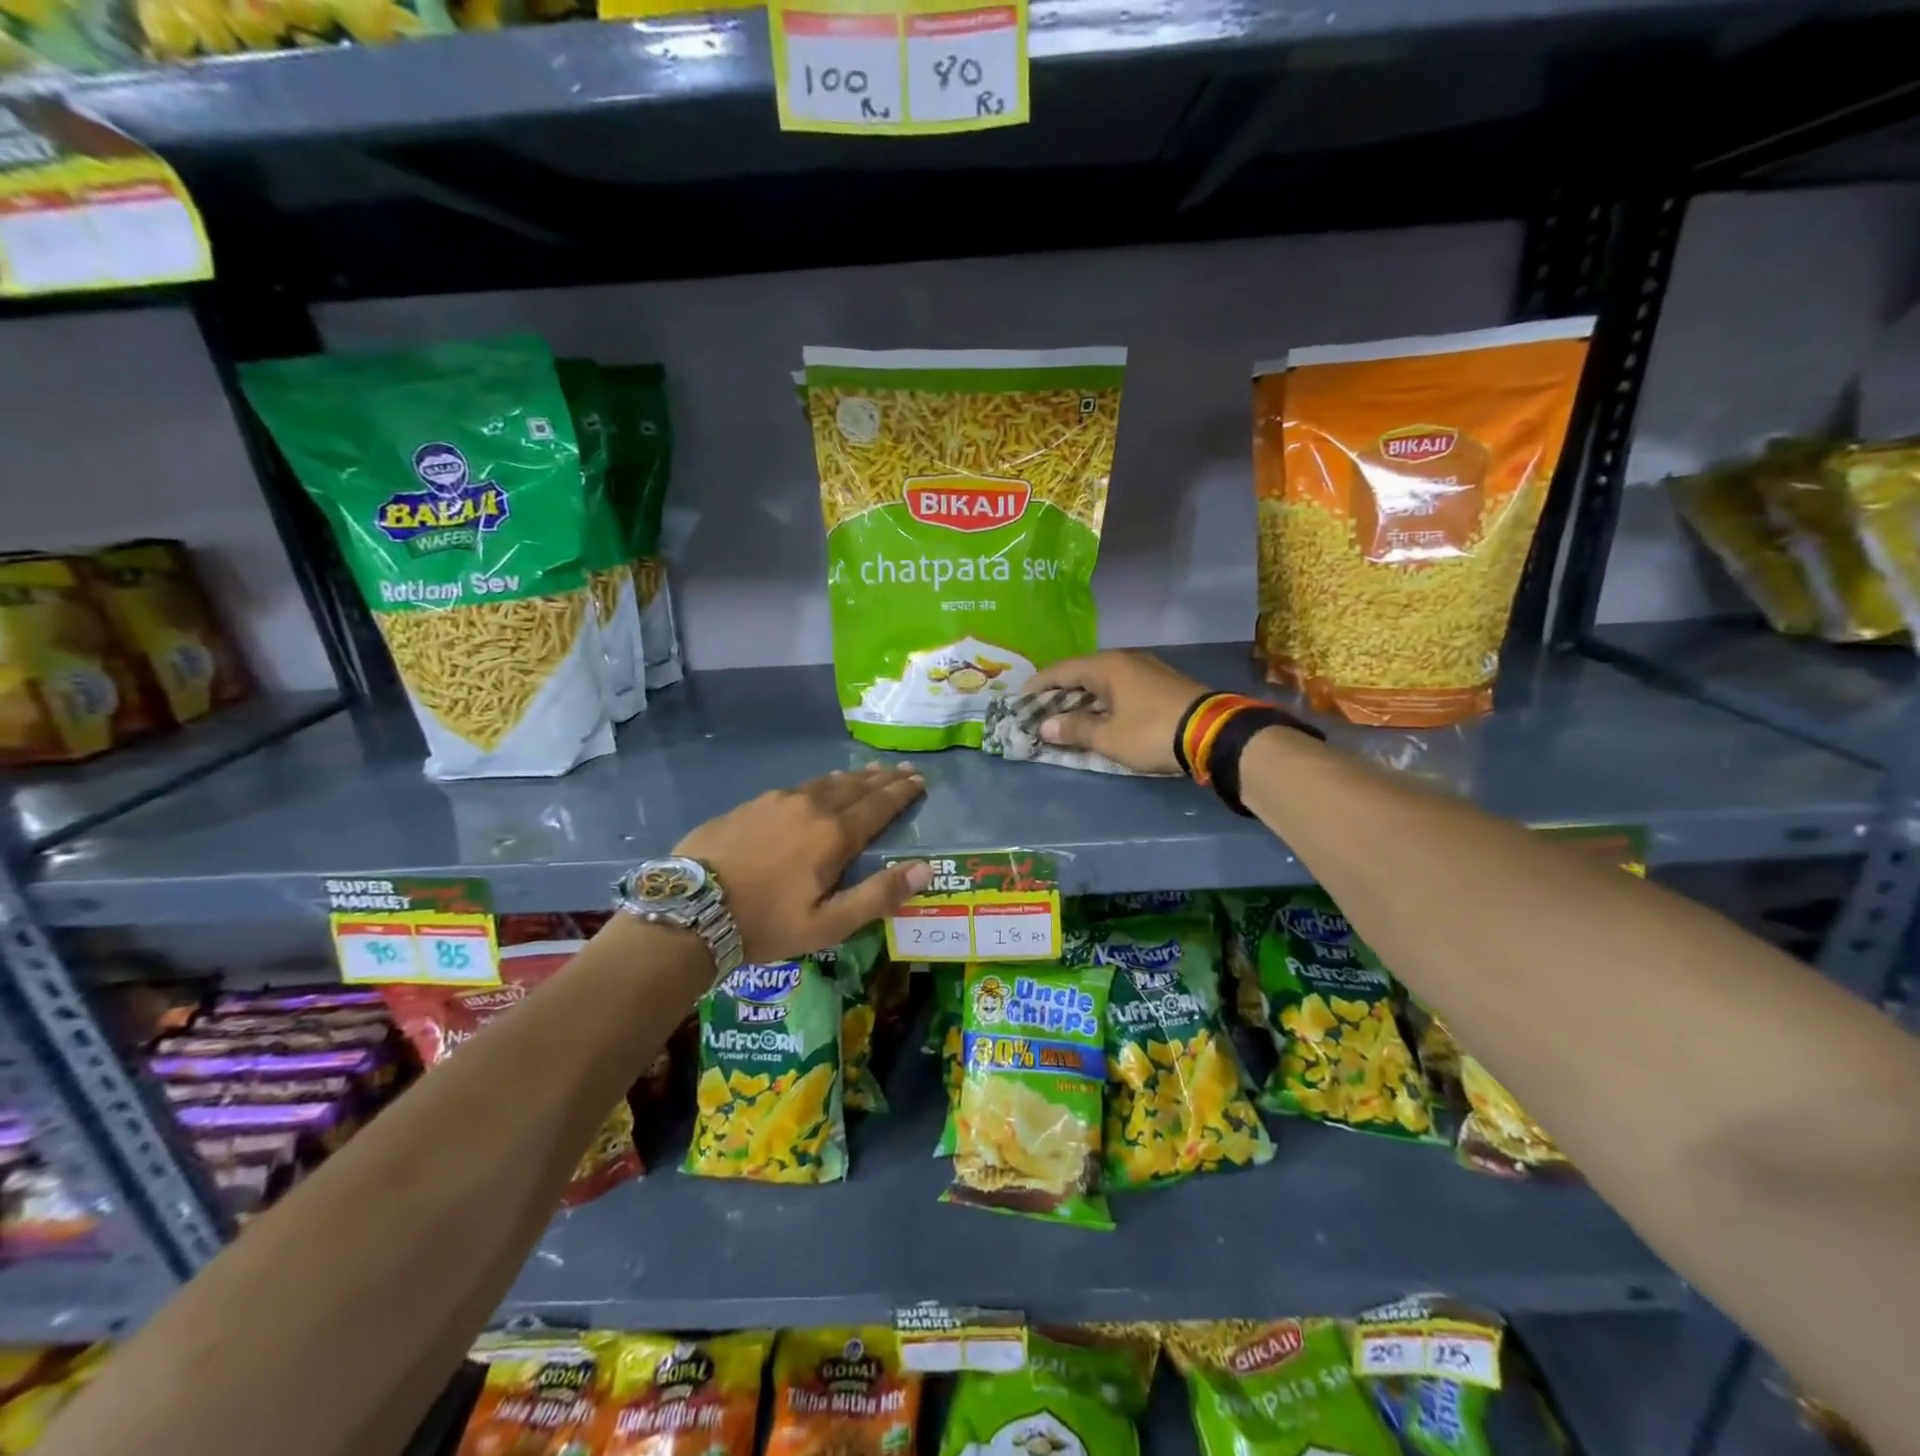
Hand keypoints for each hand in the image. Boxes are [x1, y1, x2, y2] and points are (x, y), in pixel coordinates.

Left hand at [675, 763, 930, 962]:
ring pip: (825, 783)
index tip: (919, 780)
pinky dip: (819, 784)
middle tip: (902, 770)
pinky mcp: (750, 805)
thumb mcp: (828, 924)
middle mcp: (810, 807)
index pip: (878, 806)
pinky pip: (797, 788)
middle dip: (882, 779)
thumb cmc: (765, 923)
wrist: (689, 911)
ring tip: (868, 773)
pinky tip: (817, 787)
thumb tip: (925, 869)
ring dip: (852, 778)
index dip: (901, 793)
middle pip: (855, 787)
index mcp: (834, 835)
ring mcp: (777, 801)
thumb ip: (878, 895)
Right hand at [1026, 651, 1208, 774]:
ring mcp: (1146, 669)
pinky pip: (1120, 686)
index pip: (1060, 670)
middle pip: (1081, 672)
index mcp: (1106, 666)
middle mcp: (1124, 660)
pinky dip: (1103, 698)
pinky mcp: (1161, 683)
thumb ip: (1075, 729)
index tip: (1020, 700)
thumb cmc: (1152, 732)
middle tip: (1040, 708)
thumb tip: (1045, 726)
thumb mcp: (1109, 737)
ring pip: (1102, 679)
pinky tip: (1100, 713)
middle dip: (1059, 690)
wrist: (1214, 733)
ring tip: (1066, 713)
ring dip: (1082, 695)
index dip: (1038, 685)